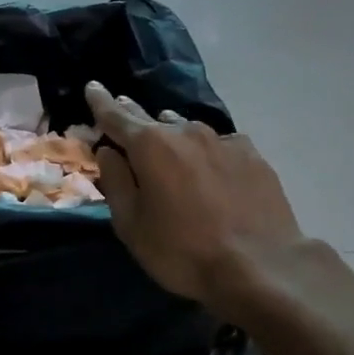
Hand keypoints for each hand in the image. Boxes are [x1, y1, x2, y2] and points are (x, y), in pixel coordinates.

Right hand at [87, 81, 304, 316]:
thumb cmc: (183, 251)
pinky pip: (219, 144)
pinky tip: (210, 168)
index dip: (100, 101)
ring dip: (172, 135)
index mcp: (150, 146)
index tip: (92, 87)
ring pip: (187, 130)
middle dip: (133, 114)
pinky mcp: (253, 156)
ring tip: (166, 144)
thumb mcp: (132, 225)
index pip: (116, 115)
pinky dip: (206, 151)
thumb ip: (116, 182)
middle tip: (122, 109)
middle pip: (152, 118)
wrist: (261, 267)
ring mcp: (223, 141)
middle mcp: (186, 132)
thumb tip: (108, 152)